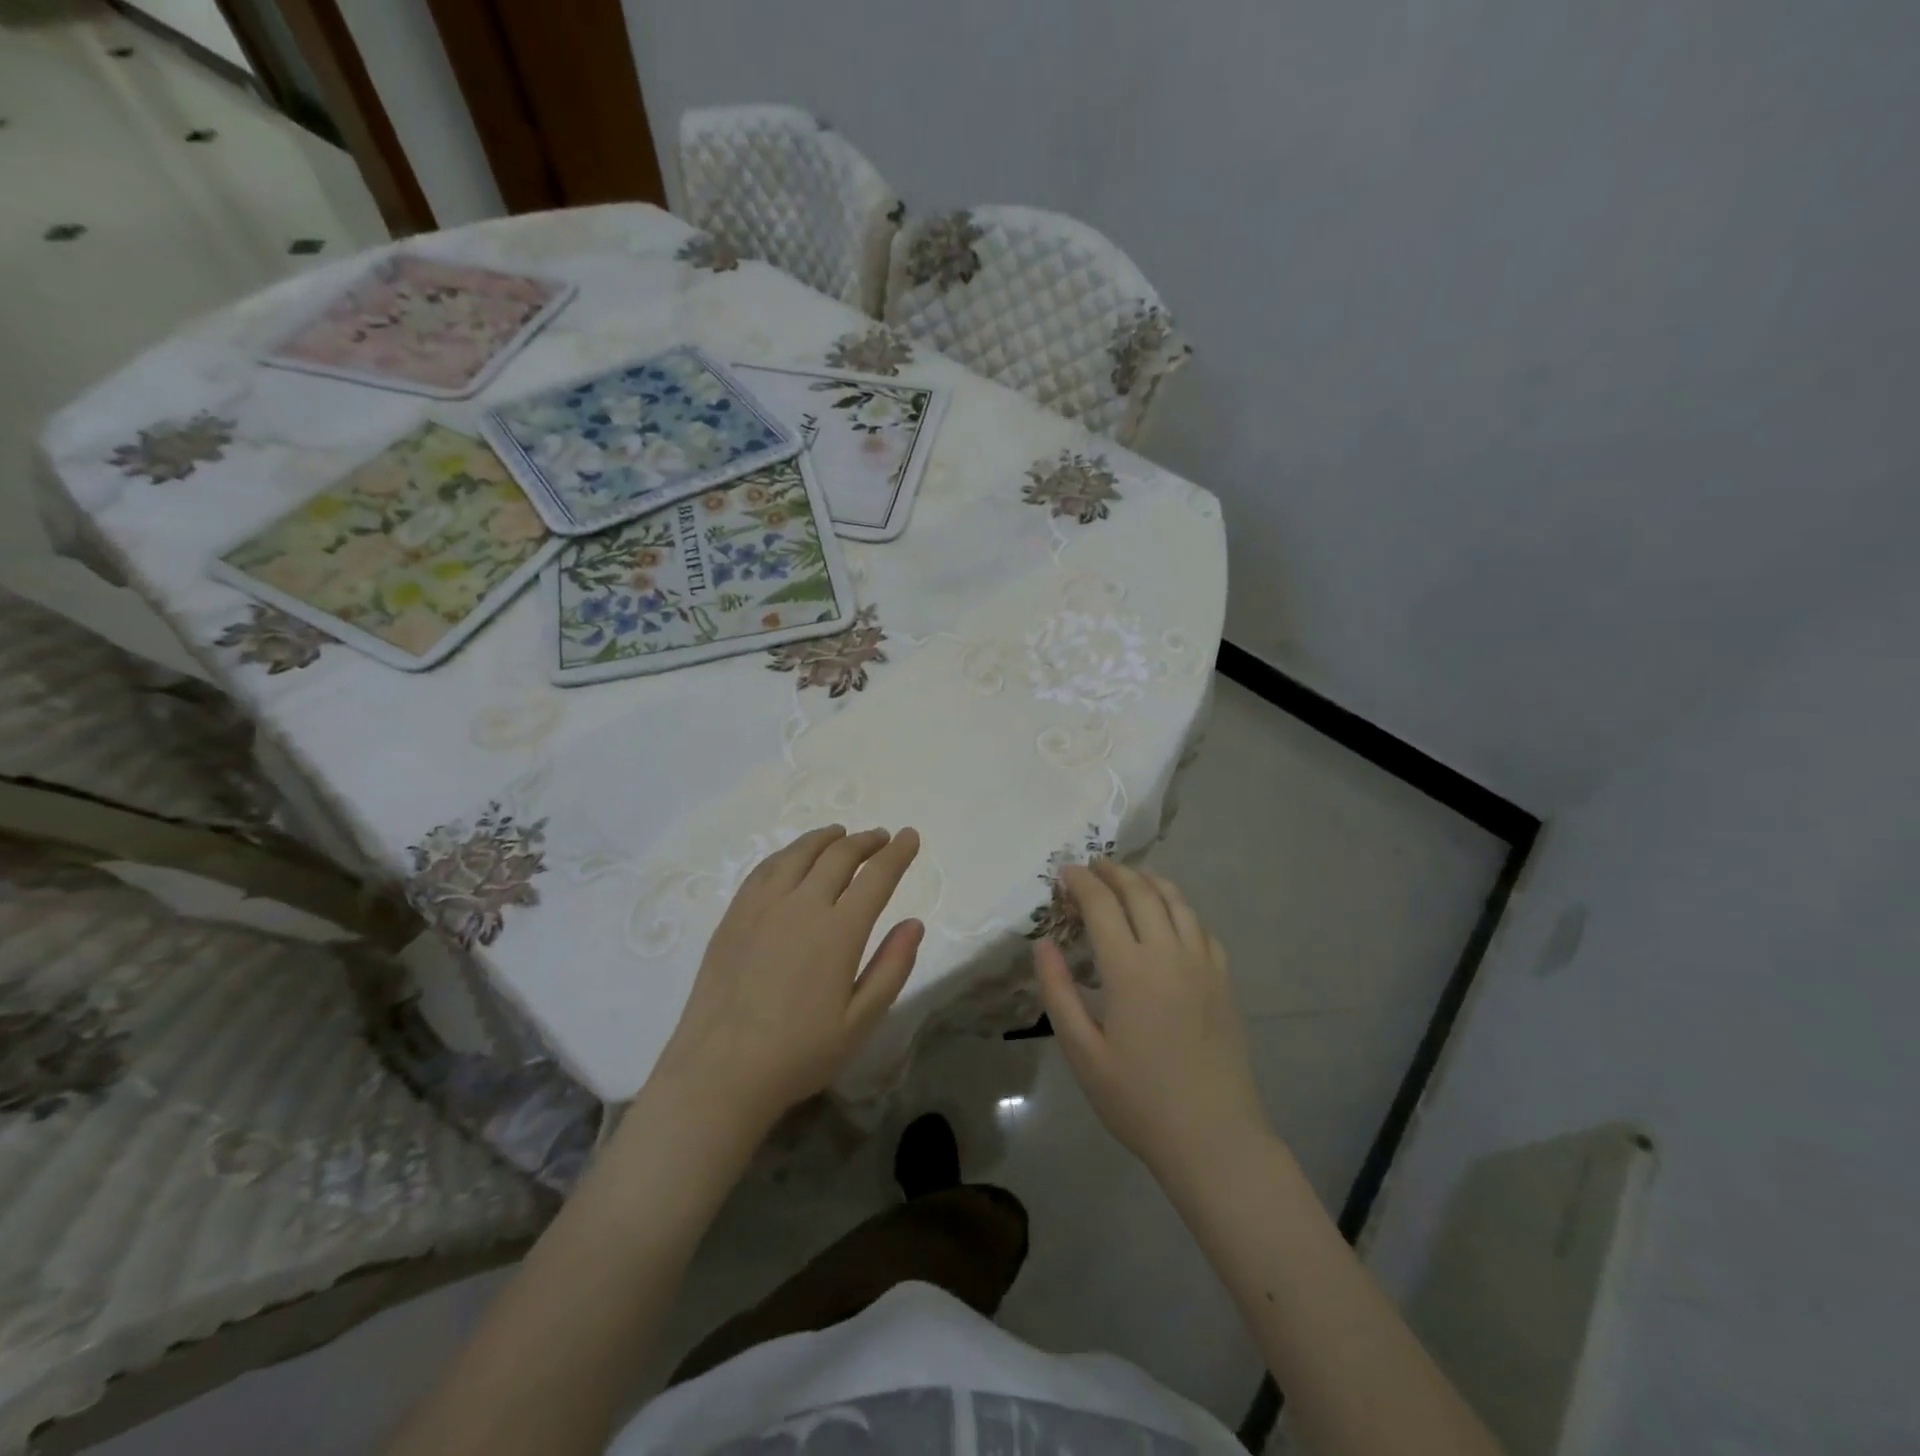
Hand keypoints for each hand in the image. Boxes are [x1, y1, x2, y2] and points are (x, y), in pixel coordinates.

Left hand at [650, 825, 923, 1139]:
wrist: (720, 1072)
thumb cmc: (799, 1054)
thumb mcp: (860, 1021)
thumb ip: (892, 968)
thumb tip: (915, 923)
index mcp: (839, 931)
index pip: (877, 876)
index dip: (898, 853)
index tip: (910, 836)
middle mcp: (802, 905)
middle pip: (839, 856)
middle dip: (866, 841)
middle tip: (881, 837)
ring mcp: (763, 906)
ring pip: (799, 853)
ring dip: (826, 838)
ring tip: (840, 834)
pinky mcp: (734, 915)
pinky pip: (765, 868)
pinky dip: (788, 853)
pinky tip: (793, 857)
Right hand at [1035, 861, 1268, 1184]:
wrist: (1214, 1139)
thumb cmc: (1138, 1100)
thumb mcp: (1082, 1052)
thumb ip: (1059, 992)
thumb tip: (1043, 944)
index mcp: (1130, 970)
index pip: (1102, 905)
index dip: (1081, 882)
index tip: (1065, 872)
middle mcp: (1169, 954)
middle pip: (1141, 892)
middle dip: (1113, 872)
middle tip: (1093, 867)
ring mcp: (1202, 965)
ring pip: (1176, 902)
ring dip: (1149, 882)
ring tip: (1130, 878)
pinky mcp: (1224, 981)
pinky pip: (1201, 928)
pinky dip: (1180, 909)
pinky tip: (1171, 917)